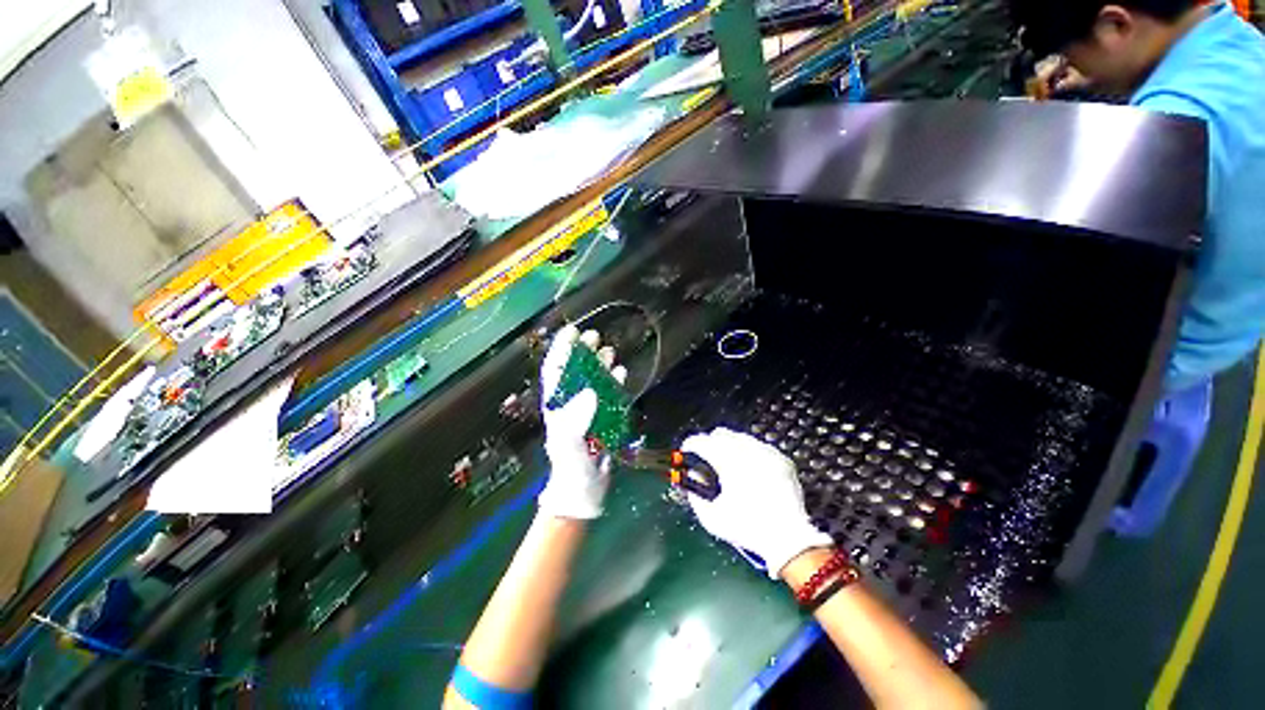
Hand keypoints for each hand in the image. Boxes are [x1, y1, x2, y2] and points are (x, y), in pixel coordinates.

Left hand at [537, 324, 626, 519]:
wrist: (585, 490)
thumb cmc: (572, 469)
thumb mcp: (569, 446)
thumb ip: (575, 421)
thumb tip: (591, 392)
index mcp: (558, 406)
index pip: (556, 372)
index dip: (562, 350)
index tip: (571, 332)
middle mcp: (572, 404)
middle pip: (576, 371)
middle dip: (583, 351)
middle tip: (594, 337)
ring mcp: (589, 410)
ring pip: (594, 380)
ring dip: (600, 364)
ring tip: (609, 350)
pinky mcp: (604, 417)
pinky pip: (610, 394)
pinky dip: (615, 381)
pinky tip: (620, 372)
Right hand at [682, 427, 832, 578]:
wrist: (789, 540)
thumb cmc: (747, 529)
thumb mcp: (711, 517)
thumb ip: (695, 493)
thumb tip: (693, 475)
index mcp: (728, 462)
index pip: (702, 442)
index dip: (691, 445)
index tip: (687, 452)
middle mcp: (748, 452)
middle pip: (721, 434)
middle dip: (710, 444)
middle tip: (708, 459)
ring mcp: (767, 453)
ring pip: (741, 438)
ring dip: (730, 447)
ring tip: (730, 466)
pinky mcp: (781, 459)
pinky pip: (760, 447)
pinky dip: (750, 454)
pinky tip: (750, 470)